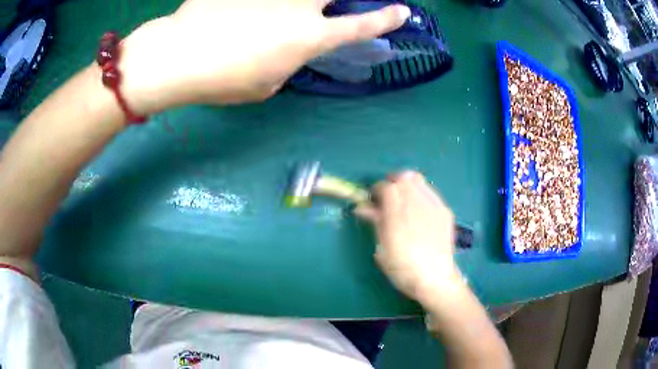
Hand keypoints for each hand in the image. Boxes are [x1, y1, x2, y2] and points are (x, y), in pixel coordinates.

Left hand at [118, 0, 410, 113]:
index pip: (359, 26)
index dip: (385, 19)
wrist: (178, 56)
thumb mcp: (266, 84)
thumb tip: (290, 47)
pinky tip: (254, 11)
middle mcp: (300, 6)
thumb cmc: (223, 79)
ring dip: (306, 3)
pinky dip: (263, 4)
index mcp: (310, 37)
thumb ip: (287, 61)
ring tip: (282, 17)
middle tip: (338, 6)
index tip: (402, 11)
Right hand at [355, 171, 462, 303]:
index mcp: (398, 216)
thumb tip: (363, 207)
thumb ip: (376, 223)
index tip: (373, 200)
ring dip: (407, 185)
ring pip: (418, 180)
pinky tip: (418, 210)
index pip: (386, 187)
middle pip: (404, 177)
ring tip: (403, 201)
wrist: (435, 279)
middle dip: (392, 182)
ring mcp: (434, 206)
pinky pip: (430, 192)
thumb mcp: (382, 249)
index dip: (377, 190)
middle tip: (387, 197)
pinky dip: (420, 193)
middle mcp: (417, 205)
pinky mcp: (445, 211)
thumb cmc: (403, 268)